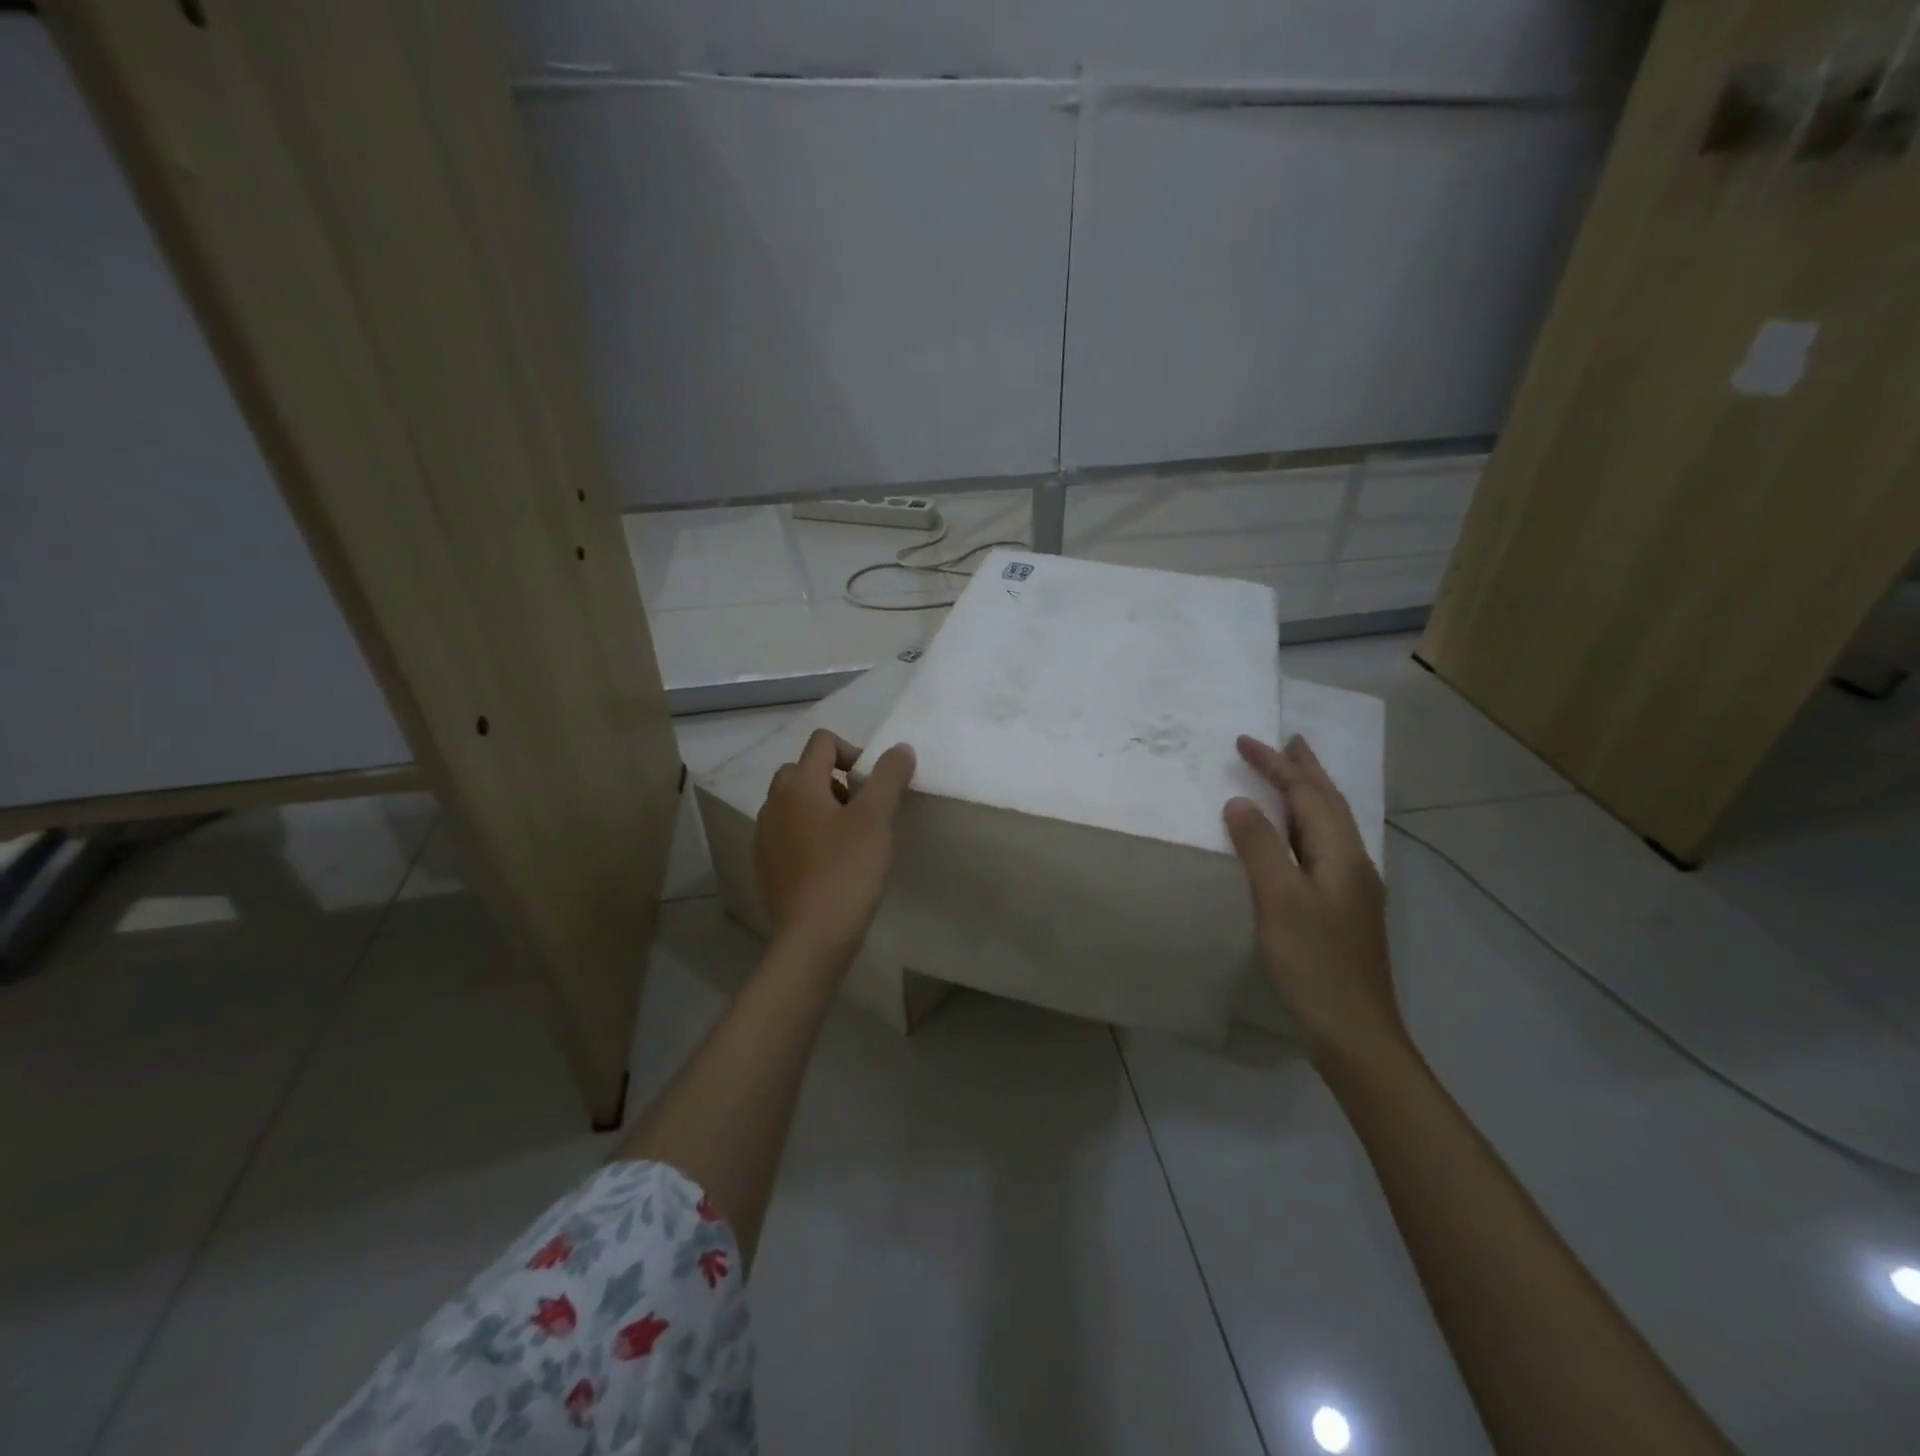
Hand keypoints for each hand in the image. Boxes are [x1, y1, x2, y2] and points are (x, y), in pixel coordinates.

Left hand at [755, 730, 915, 959]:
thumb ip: (889, 776)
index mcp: (798, 785)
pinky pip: (787, 832)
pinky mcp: (766, 864)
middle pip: (803, 770)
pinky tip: (830, 863)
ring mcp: (765, 835)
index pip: (822, 741)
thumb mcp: (876, 818)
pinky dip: (808, 834)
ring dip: (821, 806)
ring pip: (794, 803)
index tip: (874, 785)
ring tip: (849, 838)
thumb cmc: (847, 869)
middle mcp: (774, 803)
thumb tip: (899, 748)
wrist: (813, 936)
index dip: (853, 752)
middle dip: (835, 779)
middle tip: (862, 810)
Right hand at [1223, 734, 1405, 1069]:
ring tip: (1292, 776)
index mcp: (1340, 854)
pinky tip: (1297, 838)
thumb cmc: (1314, 963)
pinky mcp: (1343, 910)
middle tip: (1287, 742)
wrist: (1355, 1032)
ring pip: (1329, 826)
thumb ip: (1259, 847)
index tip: (1244, 741)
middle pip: (1328, 804)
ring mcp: (1352, 888)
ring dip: (1308, 795)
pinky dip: (1305, 825)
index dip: (1276, 765)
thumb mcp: (1279, 900)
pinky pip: (1322, 848)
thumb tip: (1240, 802)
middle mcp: (1352, 863)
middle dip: (1304, 770)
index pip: (1306, 794)